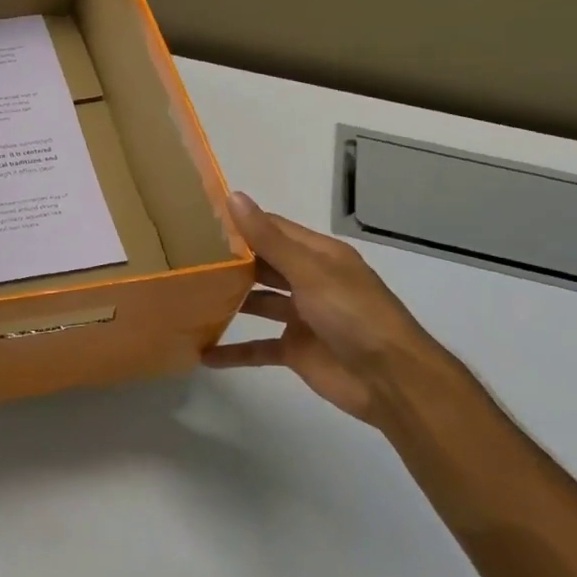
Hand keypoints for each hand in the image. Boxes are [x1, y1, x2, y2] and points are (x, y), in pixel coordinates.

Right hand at [203, 193, 460, 428]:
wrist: (391, 380)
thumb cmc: (353, 315)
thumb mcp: (309, 271)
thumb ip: (268, 239)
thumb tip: (233, 196)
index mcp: (319, 256)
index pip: (273, 230)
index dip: (241, 223)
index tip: (199, 218)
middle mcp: (310, 281)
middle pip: (263, 265)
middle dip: (230, 261)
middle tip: (185, 256)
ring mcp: (302, 317)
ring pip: (258, 302)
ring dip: (229, 301)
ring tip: (188, 296)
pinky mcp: (296, 350)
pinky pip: (258, 347)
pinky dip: (234, 350)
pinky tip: (204, 353)